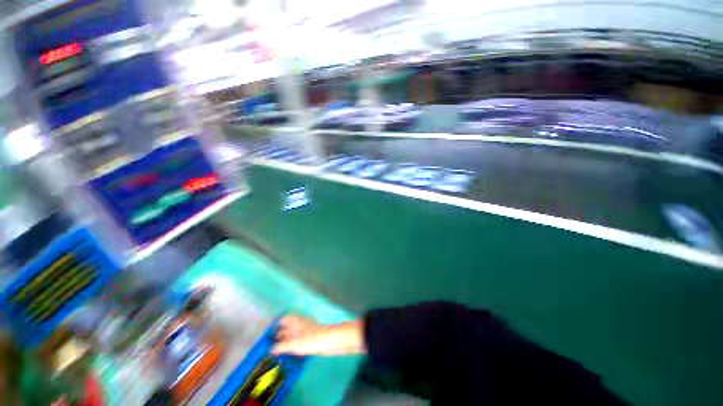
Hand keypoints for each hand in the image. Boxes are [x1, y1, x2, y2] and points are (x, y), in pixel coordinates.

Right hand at [271, 315, 365, 355]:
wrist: (330, 340)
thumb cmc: (311, 339)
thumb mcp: (294, 343)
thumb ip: (283, 345)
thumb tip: (271, 348)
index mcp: (297, 321)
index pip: (286, 318)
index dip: (279, 322)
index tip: (272, 329)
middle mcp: (302, 323)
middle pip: (291, 324)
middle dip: (282, 331)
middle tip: (274, 340)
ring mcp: (309, 328)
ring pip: (296, 331)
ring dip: (289, 336)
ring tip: (282, 346)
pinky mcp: (314, 335)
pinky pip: (301, 336)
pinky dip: (295, 341)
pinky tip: (295, 348)